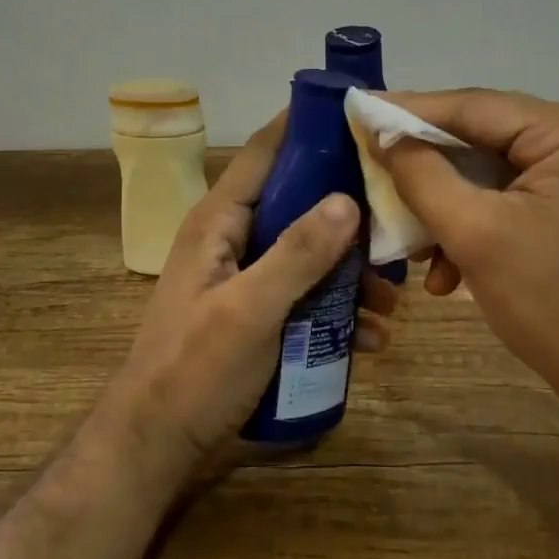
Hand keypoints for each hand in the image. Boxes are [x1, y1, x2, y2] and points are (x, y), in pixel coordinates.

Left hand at [102, 112, 398, 475]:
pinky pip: (305, 293)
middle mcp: (234, 237)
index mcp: (219, 220)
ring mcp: (247, 275)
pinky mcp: (258, 310)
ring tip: (392, 301)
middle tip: (399, 224)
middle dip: (349, 215)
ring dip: (351, 272)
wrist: (159, 444)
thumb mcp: (250, 310)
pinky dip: (337, 309)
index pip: (266, 152)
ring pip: (309, 252)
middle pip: (300, 202)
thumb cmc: (196, 370)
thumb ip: (298, 254)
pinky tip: (369, 338)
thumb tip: (349, 200)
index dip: (308, 127)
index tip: (359, 114)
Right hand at [377, 89, 558, 412]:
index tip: (358, 110)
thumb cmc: (555, 305)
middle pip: (483, 137)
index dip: (409, 110)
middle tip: (373, 170)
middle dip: (427, 167)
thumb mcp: (475, 235)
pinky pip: (513, 196)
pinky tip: (449, 269)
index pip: (473, 106)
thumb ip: (422, 176)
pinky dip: (478, 223)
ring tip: (411, 245)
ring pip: (493, 171)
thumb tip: (384, 136)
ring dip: (449, 205)